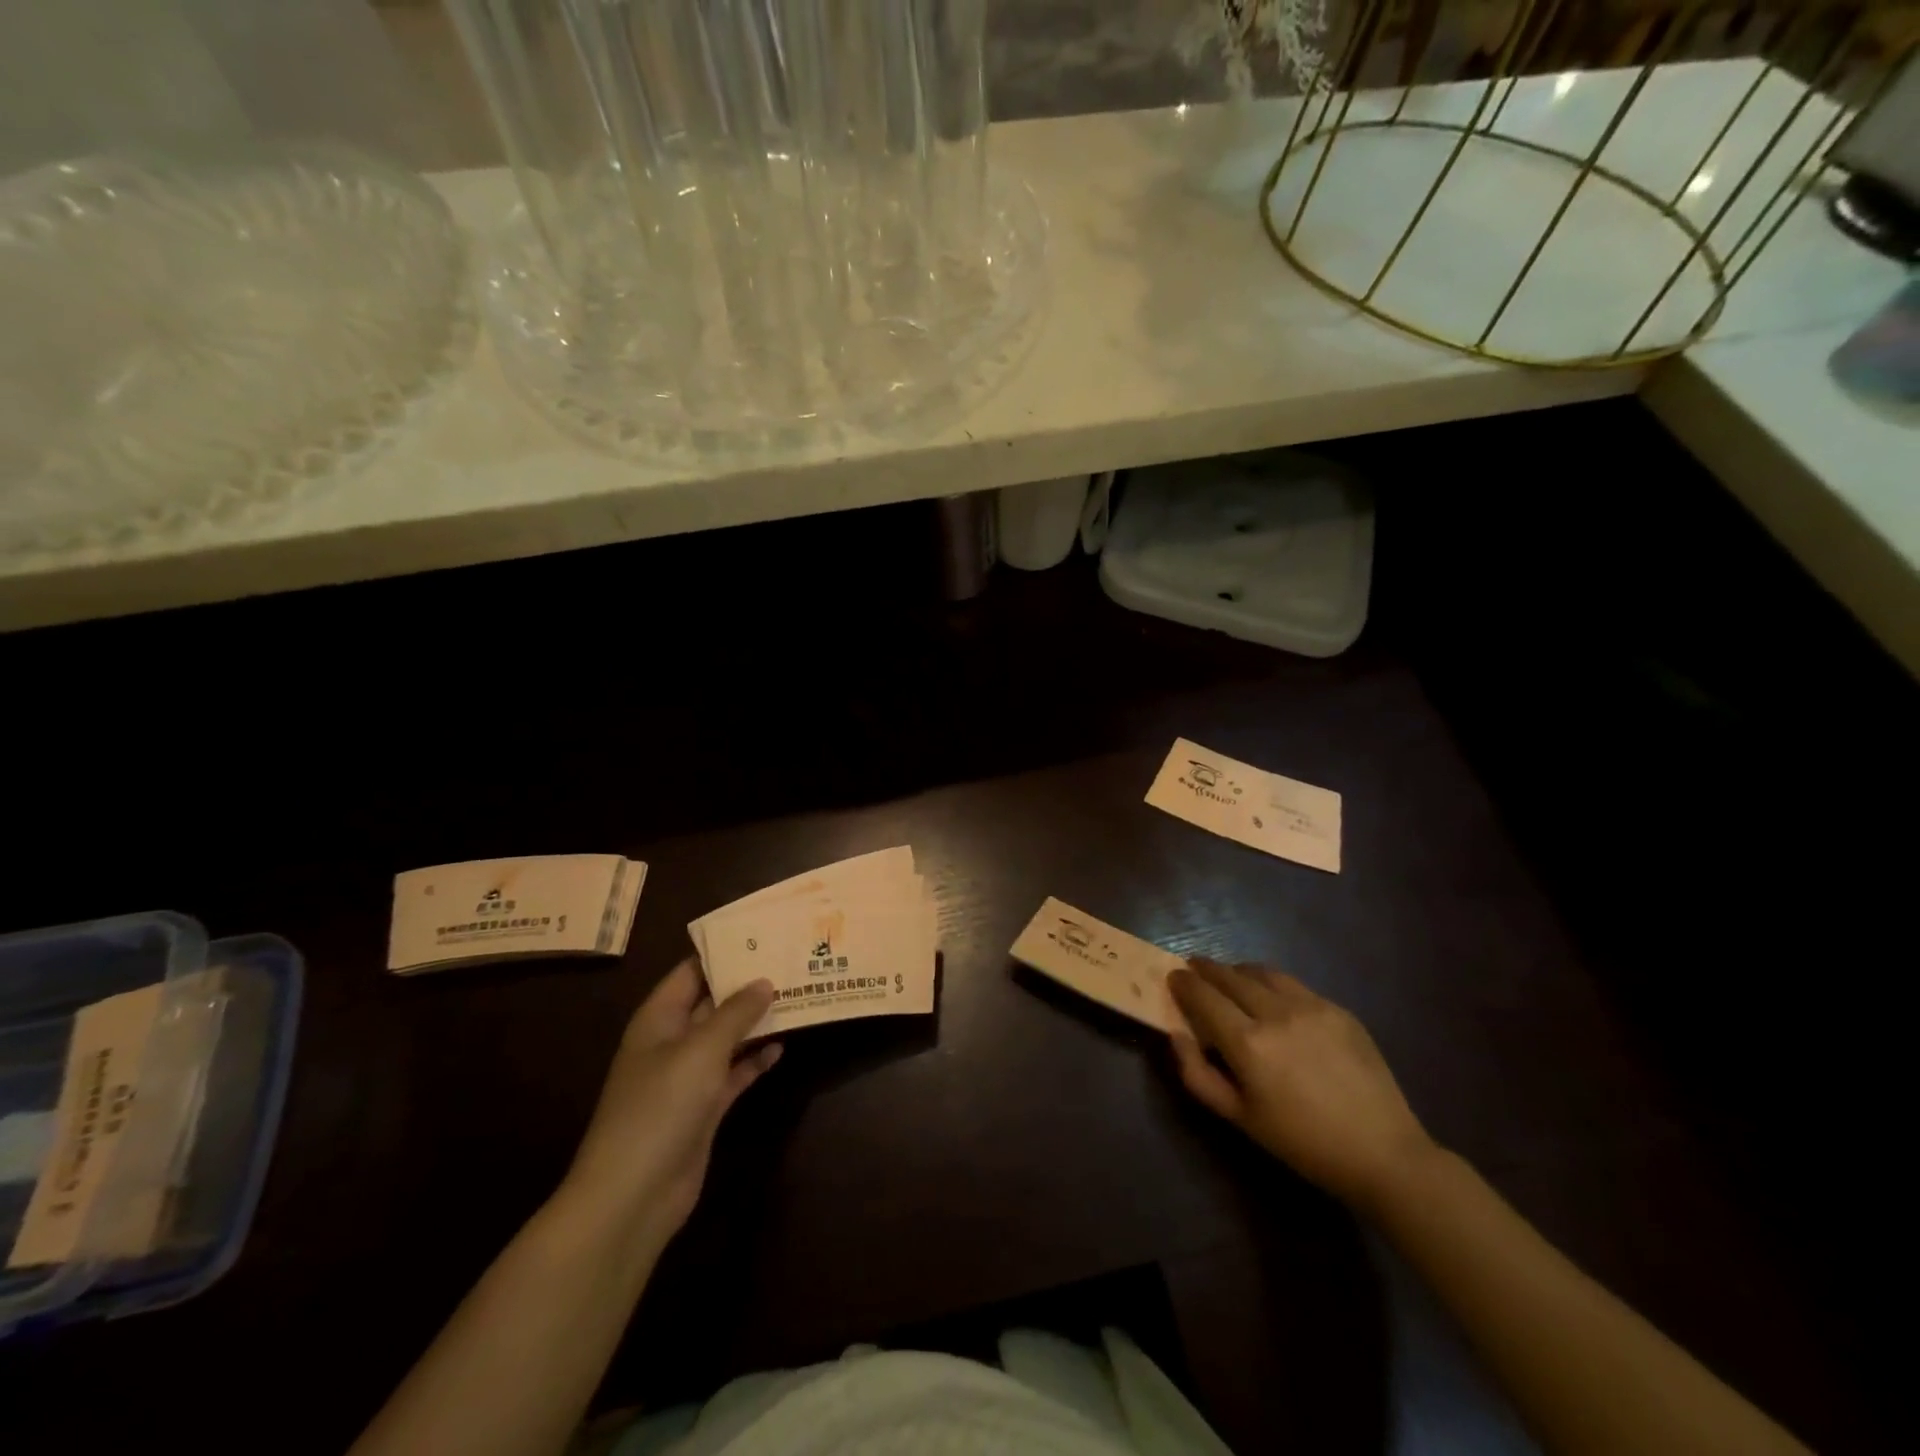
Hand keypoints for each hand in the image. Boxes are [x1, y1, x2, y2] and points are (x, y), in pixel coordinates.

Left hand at [560, 961, 779, 1250]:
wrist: (633, 1195)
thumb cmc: (661, 1107)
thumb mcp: (701, 1050)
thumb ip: (735, 1012)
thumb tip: (764, 982)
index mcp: (658, 1019)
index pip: (691, 972)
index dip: (722, 952)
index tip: (762, 934)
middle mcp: (671, 1042)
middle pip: (711, 1003)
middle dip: (746, 985)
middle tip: (789, 961)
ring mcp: (687, 1077)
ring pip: (726, 1037)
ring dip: (755, 1022)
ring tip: (796, 996)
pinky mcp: (703, 1108)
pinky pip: (733, 1073)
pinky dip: (754, 1061)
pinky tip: (782, 1047)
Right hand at [1169, 959, 1435, 1208]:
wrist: (1382, 1154)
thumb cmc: (1302, 1143)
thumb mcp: (1239, 1118)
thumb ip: (1197, 1074)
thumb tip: (1176, 1034)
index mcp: (1248, 1043)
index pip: (1203, 996)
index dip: (1184, 983)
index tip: (1173, 977)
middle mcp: (1276, 1013)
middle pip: (1229, 976)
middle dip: (1205, 969)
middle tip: (1193, 969)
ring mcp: (1311, 1006)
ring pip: (1261, 972)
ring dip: (1238, 971)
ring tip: (1230, 979)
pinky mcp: (1338, 1009)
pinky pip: (1293, 985)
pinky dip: (1271, 984)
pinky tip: (1272, 999)